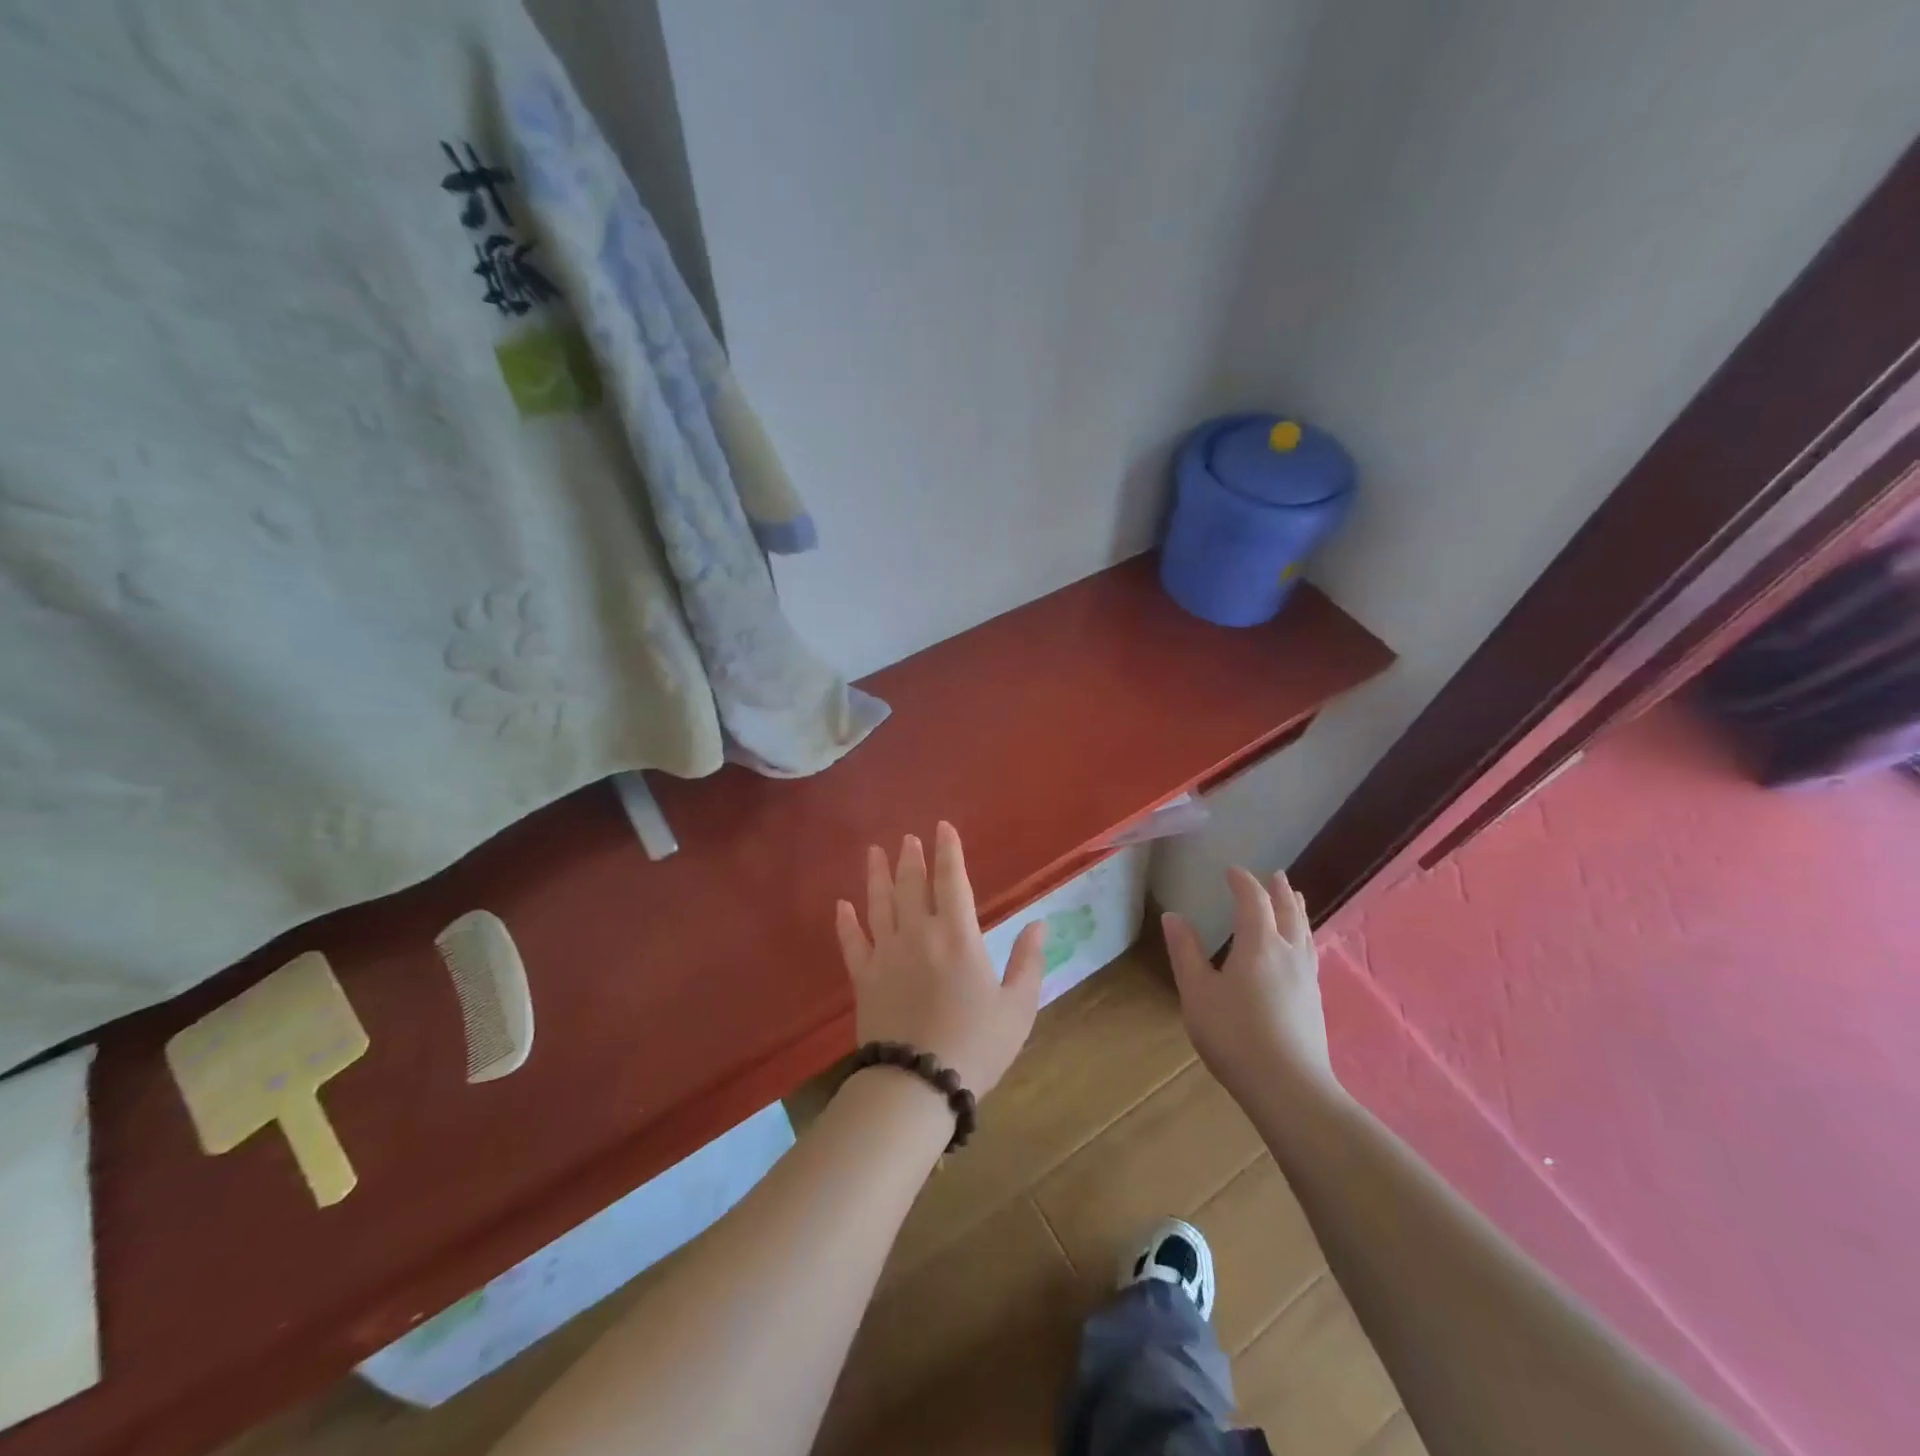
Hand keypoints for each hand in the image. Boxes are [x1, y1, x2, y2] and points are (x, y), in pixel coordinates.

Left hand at [835, 822, 1047, 1098]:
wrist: (918, 1084)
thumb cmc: (976, 1045)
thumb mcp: (1018, 1007)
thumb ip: (1028, 962)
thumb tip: (1039, 924)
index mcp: (958, 937)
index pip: (952, 881)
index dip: (948, 852)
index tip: (942, 828)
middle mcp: (918, 935)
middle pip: (912, 886)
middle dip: (911, 858)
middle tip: (908, 838)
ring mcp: (886, 954)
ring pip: (879, 904)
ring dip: (877, 876)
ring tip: (875, 852)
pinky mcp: (864, 978)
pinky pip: (852, 943)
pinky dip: (845, 922)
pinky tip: (842, 904)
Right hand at [1161, 867, 1334, 1099]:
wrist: (1289, 1088)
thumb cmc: (1234, 1035)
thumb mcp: (1198, 993)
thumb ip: (1186, 952)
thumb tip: (1173, 917)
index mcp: (1259, 944)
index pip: (1253, 901)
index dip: (1243, 882)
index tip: (1232, 870)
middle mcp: (1288, 953)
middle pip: (1287, 911)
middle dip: (1279, 890)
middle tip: (1275, 874)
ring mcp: (1306, 977)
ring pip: (1305, 932)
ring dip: (1297, 910)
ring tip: (1295, 899)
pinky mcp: (1314, 1000)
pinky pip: (1311, 952)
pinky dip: (1305, 936)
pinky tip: (1302, 949)